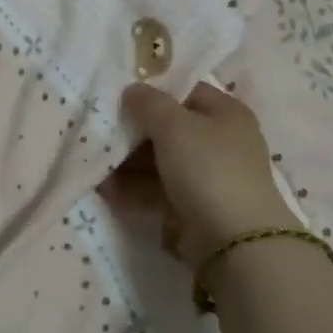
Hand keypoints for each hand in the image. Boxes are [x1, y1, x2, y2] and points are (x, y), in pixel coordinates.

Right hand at [109, 82, 295, 268]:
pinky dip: (135, 189)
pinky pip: (161, 190)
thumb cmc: (208, 167)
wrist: (235, 242)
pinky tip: (107, 191)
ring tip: (97, 167)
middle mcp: (221, 141)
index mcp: (226, 112)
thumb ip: (148, 102)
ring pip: (162, 161)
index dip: (153, 91)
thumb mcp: (174, 125)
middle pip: (170, 128)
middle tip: (102, 134)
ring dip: (129, 164)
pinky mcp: (197, 208)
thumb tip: (132, 90)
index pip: (185, 91)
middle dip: (134, 133)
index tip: (119, 97)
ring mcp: (210, 177)